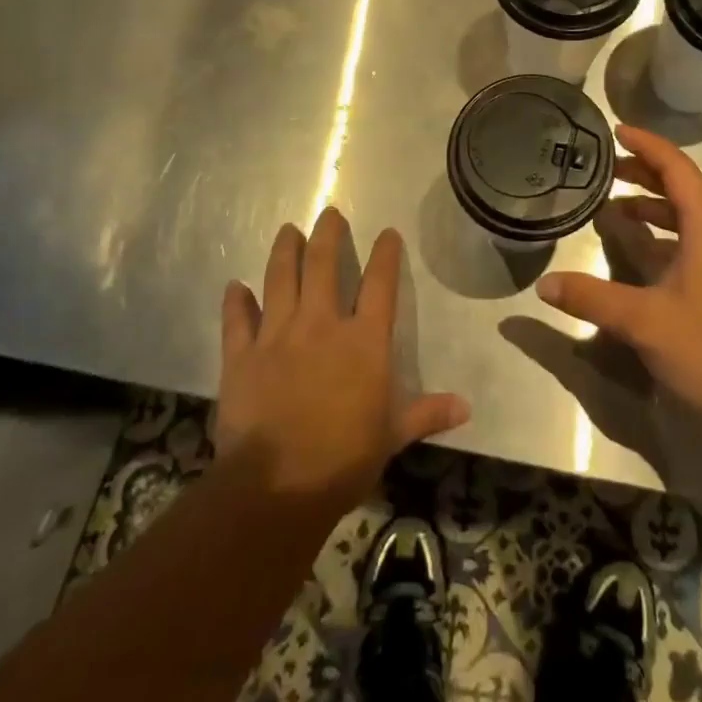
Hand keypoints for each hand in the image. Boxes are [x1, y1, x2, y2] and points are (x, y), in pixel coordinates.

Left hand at [214, 209, 468, 510]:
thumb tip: (467, 408)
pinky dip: (235, 302)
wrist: (277, 487)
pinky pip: (237, 320)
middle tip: (329, 214)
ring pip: (279, 278)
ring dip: (284, 251)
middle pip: (323, 265)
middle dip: (327, 234)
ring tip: (287, 230)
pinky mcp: (241, 356)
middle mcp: (321, 324)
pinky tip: (234, 287)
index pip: (380, 283)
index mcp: (363, 340)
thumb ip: (426, 413)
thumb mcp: (392, 436)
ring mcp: (277, 336)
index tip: (388, 233)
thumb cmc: (343, 459)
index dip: (386, 254)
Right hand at [537, 126, 701, 430]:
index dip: (646, 144)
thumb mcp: (648, 323)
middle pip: (682, 189)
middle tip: (605, 171)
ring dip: (653, 210)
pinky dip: (665, 239)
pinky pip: (695, 245)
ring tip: (615, 212)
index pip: (676, 167)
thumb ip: (594, 300)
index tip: (616, 130)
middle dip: (644, 175)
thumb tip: (544, 284)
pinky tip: (644, 262)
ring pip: (689, 220)